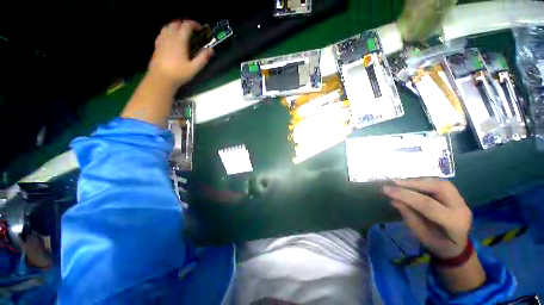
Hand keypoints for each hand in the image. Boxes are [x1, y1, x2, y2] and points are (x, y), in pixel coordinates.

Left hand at [149, 20, 213, 87]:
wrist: (161, 78)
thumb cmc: (179, 73)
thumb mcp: (194, 68)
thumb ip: (203, 58)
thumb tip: (211, 50)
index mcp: (179, 40)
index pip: (186, 25)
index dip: (194, 24)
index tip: (200, 29)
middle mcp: (170, 36)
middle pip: (176, 23)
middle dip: (185, 24)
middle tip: (192, 31)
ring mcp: (162, 40)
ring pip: (168, 26)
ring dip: (176, 26)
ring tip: (182, 33)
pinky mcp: (157, 45)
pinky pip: (162, 32)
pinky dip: (168, 31)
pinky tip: (171, 38)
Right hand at [383, 179, 471, 257]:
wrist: (458, 247)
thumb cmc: (438, 245)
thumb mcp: (422, 237)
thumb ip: (410, 218)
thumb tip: (394, 200)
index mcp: (454, 223)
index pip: (428, 204)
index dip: (405, 195)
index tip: (386, 189)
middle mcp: (461, 208)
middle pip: (439, 187)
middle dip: (414, 183)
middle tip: (394, 182)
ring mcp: (461, 200)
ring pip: (439, 182)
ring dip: (418, 180)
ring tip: (399, 182)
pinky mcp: (456, 196)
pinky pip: (439, 183)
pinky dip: (423, 181)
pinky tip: (410, 183)